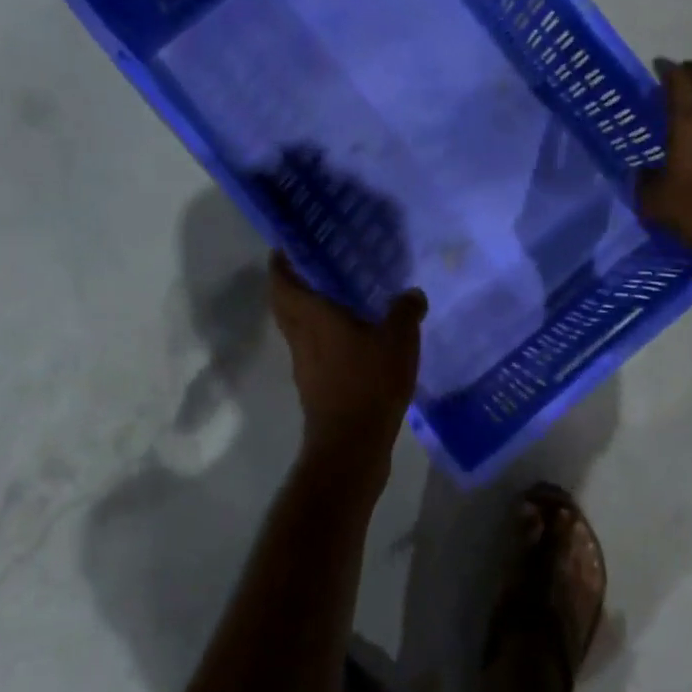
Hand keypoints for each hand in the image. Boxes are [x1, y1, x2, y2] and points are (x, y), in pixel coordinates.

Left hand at [269, 253, 426, 483]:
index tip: (286, 246)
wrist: (352, 444)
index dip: (280, 263)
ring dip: (307, 312)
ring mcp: (304, 364)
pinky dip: (323, 337)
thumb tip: (412, 293)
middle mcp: (301, 337)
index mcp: (312, 317)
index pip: (282, 282)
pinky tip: (352, 339)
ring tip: (336, 298)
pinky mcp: (315, 386)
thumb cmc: (369, 382)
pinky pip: (313, 350)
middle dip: (291, 284)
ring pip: (297, 329)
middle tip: (314, 267)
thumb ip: (405, 311)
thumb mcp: (398, 339)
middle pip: (284, 305)